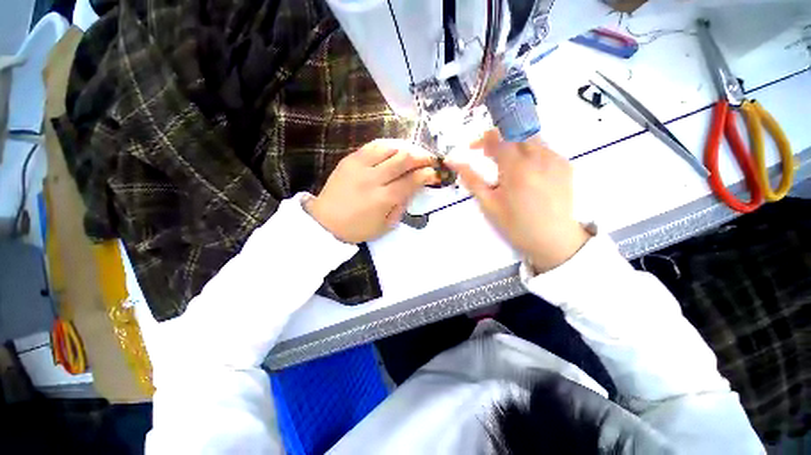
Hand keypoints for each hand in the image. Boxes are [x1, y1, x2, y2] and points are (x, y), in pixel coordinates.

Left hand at [306, 139, 436, 243]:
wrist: (325, 222)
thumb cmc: (357, 228)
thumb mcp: (385, 226)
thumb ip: (401, 207)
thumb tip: (412, 190)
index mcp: (383, 199)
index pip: (411, 181)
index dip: (427, 174)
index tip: (435, 173)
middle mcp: (373, 179)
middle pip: (403, 160)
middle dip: (421, 157)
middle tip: (430, 159)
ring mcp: (360, 166)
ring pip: (389, 148)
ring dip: (405, 149)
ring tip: (413, 153)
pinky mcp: (349, 160)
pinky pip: (372, 146)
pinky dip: (387, 146)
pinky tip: (394, 150)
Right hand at [446, 130, 590, 272]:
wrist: (552, 240)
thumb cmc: (515, 225)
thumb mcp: (488, 204)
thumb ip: (471, 179)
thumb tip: (453, 162)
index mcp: (516, 168)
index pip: (498, 138)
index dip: (483, 139)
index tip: (474, 148)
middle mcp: (539, 157)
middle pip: (515, 132)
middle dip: (499, 139)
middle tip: (489, 156)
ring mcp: (556, 159)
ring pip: (530, 138)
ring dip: (514, 144)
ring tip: (507, 165)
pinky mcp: (566, 164)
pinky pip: (544, 148)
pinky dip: (530, 152)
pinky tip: (526, 171)